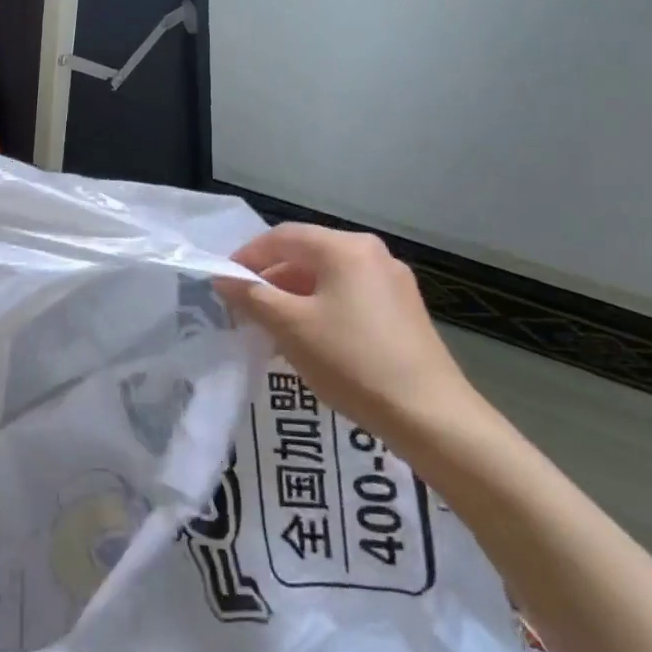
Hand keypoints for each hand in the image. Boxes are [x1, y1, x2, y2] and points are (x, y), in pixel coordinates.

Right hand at [215, 224, 483, 444]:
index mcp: (345, 248)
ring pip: (329, 277)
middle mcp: (372, 253)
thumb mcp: (290, 327)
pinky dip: (322, 307)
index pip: (283, 236)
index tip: (224, 281)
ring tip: (272, 326)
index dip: (248, 256)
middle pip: (308, 254)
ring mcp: (393, 281)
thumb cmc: (351, 361)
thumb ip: (252, 296)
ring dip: (294, 295)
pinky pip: (350, 295)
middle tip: (244, 307)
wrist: (429, 414)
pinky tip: (310, 339)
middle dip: (271, 278)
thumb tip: (223, 278)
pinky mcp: (404, 309)